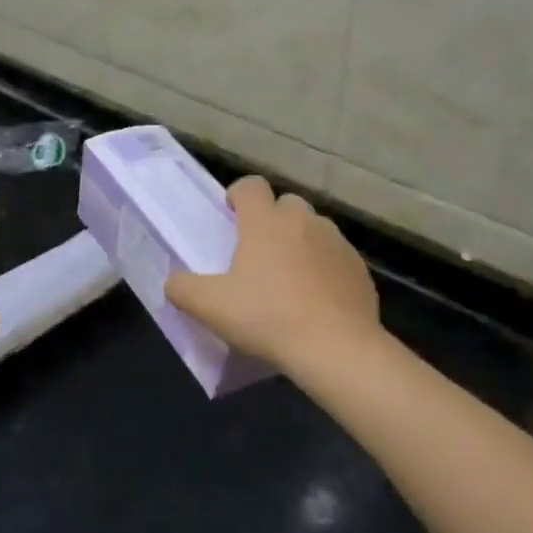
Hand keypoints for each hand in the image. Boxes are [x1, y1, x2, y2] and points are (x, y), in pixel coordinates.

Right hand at [165, 176, 380, 375]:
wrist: (336, 348)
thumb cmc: (267, 318)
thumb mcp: (210, 307)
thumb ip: (183, 288)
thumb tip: (174, 282)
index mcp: (265, 222)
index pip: (251, 185)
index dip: (238, 195)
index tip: (231, 217)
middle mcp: (303, 221)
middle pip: (285, 204)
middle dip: (271, 220)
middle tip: (258, 253)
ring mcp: (336, 242)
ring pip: (313, 229)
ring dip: (299, 243)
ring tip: (289, 279)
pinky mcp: (358, 267)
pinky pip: (335, 257)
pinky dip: (324, 268)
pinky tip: (316, 300)